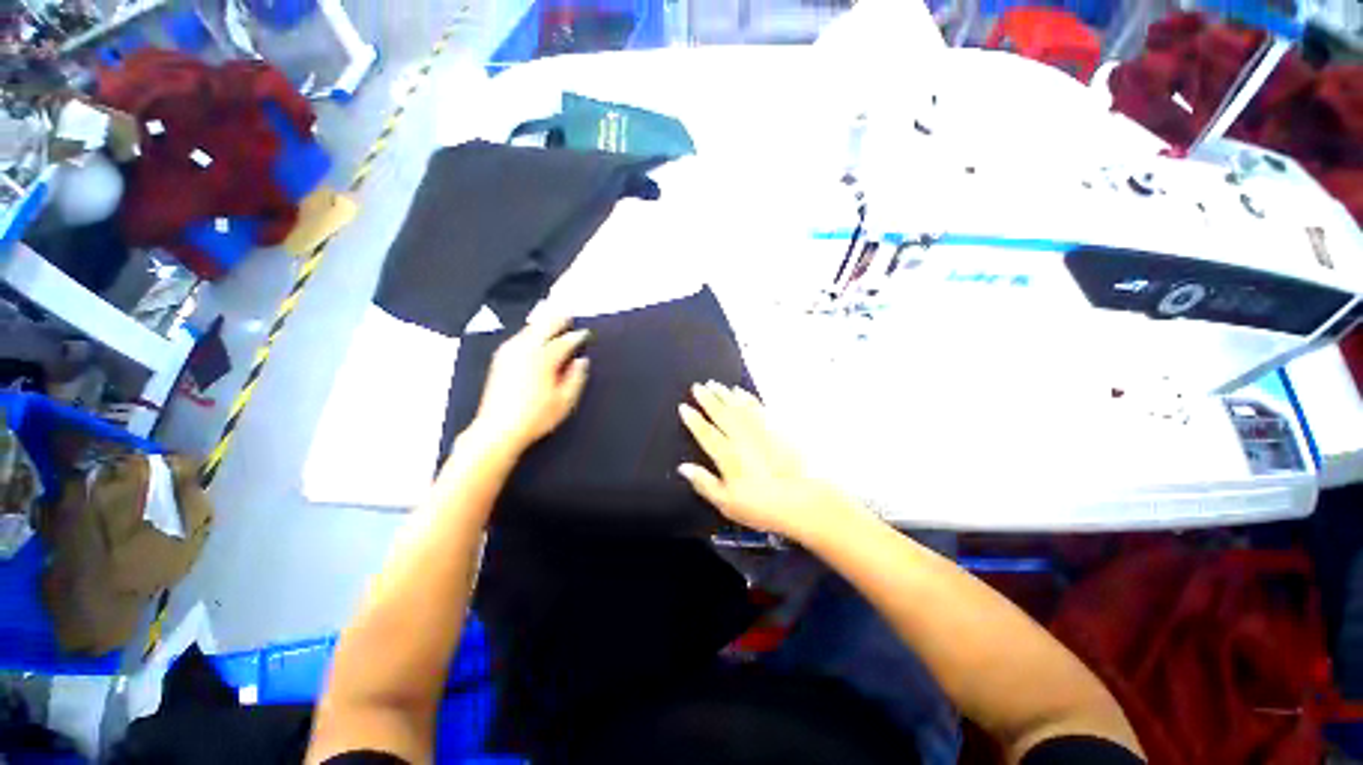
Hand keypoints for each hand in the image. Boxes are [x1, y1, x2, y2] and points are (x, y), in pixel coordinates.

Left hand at [470, 318, 589, 455]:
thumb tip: (581, 360)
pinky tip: (534, 335)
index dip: (577, 336)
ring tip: (554, 320)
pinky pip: (519, 336)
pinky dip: (530, 331)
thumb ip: (576, 377)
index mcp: (544, 359)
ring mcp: (510, 352)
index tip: (586, 334)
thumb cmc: (536, 417)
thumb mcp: (565, 401)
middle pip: (544, 326)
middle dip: (558, 319)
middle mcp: (525, 349)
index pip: (565, 341)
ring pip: (529, 329)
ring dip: (543, 323)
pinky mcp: (500, 359)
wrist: (498, 429)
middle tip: (569, 315)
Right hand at [678, 382, 860, 540]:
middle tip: (697, 386)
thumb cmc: (762, 506)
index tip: (684, 406)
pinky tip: (741, 392)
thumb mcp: (727, 503)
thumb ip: (704, 483)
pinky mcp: (776, 429)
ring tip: (714, 384)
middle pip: (721, 414)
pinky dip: (748, 398)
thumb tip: (684, 467)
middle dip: (707, 399)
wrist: (803, 500)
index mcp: (728, 456)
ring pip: (738, 407)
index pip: (706, 433)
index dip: (694, 420)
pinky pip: (758, 407)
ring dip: (725, 394)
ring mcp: (760, 431)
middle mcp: (741, 438)